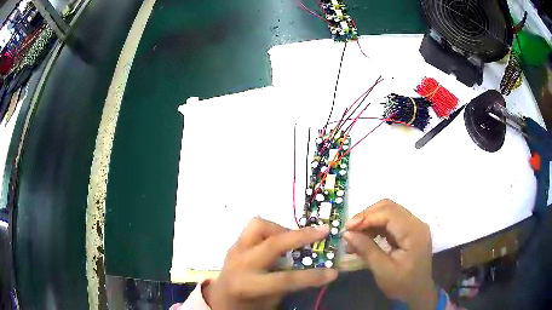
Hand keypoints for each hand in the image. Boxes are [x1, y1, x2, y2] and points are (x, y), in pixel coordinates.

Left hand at [204, 218, 337, 309]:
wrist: (221, 298)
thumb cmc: (247, 304)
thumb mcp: (271, 300)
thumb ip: (290, 284)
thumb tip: (315, 267)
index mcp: (248, 285)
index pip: (285, 279)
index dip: (311, 276)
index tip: (333, 272)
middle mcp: (240, 264)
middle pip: (272, 244)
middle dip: (301, 236)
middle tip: (323, 231)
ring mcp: (235, 250)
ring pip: (258, 225)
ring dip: (281, 229)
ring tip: (294, 238)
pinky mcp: (234, 243)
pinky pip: (254, 228)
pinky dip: (271, 230)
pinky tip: (279, 240)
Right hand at [344, 199, 436, 309]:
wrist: (418, 292)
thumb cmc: (402, 284)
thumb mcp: (383, 270)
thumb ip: (366, 249)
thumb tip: (347, 234)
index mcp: (413, 231)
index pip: (388, 213)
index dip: (366, 217)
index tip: (347, 228)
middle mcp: (416, 223)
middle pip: (389, 208)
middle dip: (366, 216)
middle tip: (349, 231)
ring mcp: (414, 226)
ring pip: (388, 212)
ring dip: (370, 222)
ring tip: (354, 237)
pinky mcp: (409, 231)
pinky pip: (390, 222)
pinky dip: (376, 227)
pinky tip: (364, 239)